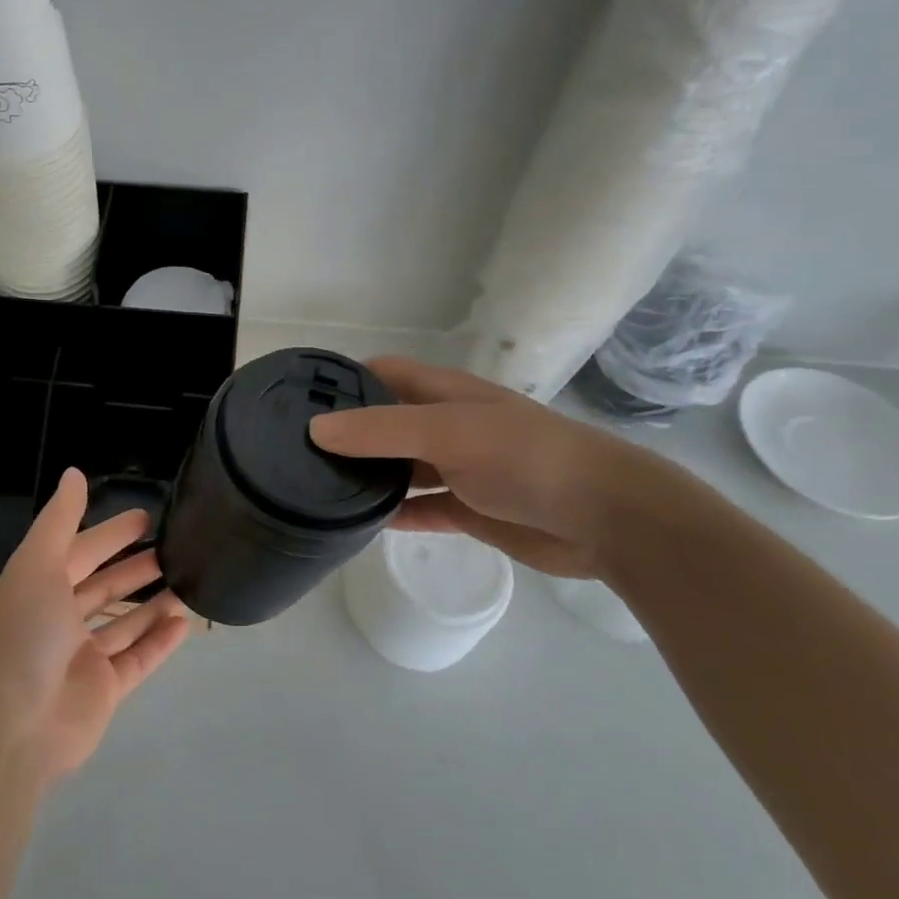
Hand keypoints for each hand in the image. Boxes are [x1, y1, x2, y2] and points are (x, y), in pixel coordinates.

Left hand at [0, 469, 192, 785]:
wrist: (13, 726)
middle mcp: (60, 620)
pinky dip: (159, 642)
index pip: (81, 552)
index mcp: (40, 588)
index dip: (111, 534)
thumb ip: (60, 519)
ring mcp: (82, 657)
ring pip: (124, 624)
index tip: (147, 517)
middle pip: (104, 587)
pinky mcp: (103, 690)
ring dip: (152, 603)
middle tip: (175, 547)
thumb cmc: (25, 634)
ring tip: (188, 582)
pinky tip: (185, 624)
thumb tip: (74, 473)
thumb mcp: (38, 564)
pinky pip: (137, 660)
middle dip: (135, 567)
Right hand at [308, 355, 663, 578]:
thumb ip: (381, 431)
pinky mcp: (468, 510)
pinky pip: (419, 508)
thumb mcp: (447, 432)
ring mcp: (458, 469)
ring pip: (400, 468)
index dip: (342, 381)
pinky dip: (393, 514)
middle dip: (346, 433)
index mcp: (444, 393)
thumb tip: (315, 429)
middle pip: (385, 423)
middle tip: (294, 452)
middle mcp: (446, 425)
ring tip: (315, 488)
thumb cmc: (524, 458)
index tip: (295, 400)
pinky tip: (358, 524)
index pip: (382, 374)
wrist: (604, 518)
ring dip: (367, 475)